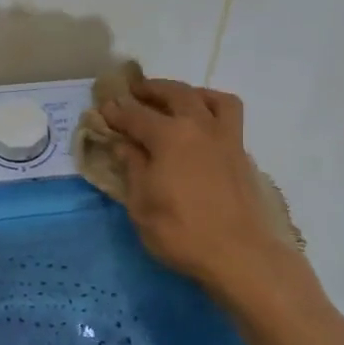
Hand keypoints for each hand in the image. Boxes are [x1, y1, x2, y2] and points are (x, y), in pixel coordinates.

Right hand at [100, 78, 278, 289]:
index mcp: (168, 136)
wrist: (239, 254)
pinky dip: (212, 107)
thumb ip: (133, 168)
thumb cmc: (181, 232)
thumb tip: (124, 145)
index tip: (103, 108)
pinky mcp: (241, 152)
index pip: (135, 115)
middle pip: (173, 94)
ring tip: (174, 100)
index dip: (116, 111)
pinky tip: (202, 123)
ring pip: (208, 97)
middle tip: (134, 92)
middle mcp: (198, 126)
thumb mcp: (141, 205)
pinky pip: (228, 115)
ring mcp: (225, 137)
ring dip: (187, 92)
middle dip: (150, 90)